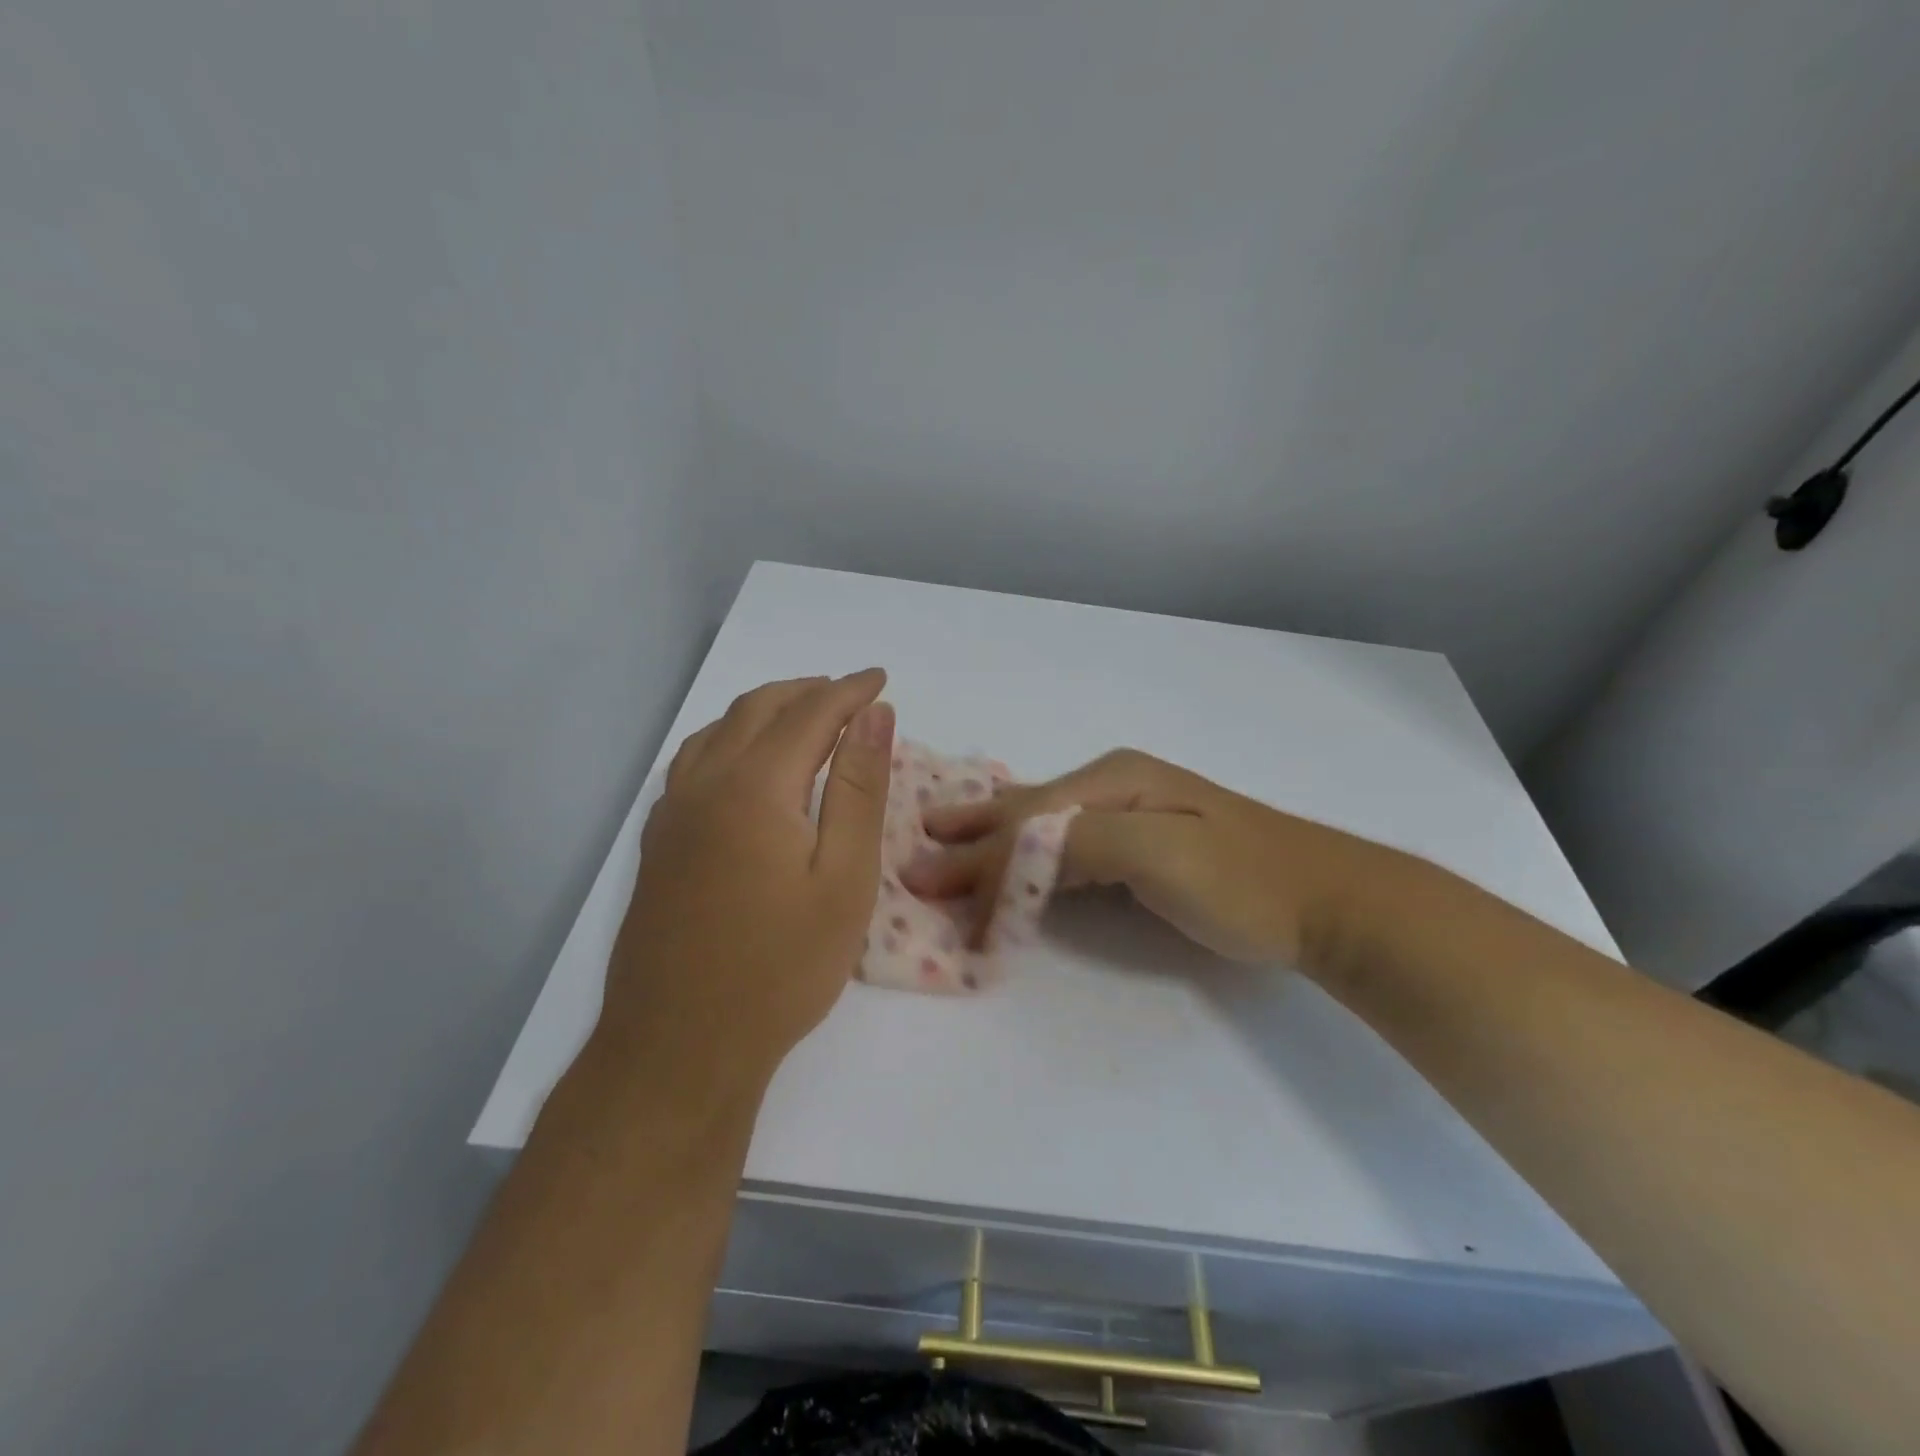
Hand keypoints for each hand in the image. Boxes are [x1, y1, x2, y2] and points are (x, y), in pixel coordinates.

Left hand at [600, 671, 894, 1095]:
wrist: (680, 1047)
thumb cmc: (781, 967)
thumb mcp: (844, 878)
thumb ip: (859, 788)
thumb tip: (874, 715)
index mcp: (755, 786)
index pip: (810, 712)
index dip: (849, 691)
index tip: (881, 679)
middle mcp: (705, 784)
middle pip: (758, 709)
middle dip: (808, 691)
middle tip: (850, 694)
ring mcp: (673, 814)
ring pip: (718, 731)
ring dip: (765, 710)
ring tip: (804, 716)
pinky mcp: (658, 844)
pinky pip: (693, 762)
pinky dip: (728, 739)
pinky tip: (743, 763)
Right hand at [901, 748, 1367, 968]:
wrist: (1328, 902)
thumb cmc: (1242, 878)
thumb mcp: (1158, 852)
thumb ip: (1078, 843)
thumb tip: (1006, 853)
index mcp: (1112, 780)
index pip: (1024, 819)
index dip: (973, 853)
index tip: (923, 884)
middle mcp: (1113, 786)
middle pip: (1025, 813)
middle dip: (970, 833)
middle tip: (915, 847)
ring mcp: (1129, 816)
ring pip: (1042, 830)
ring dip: (992, 846)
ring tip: (946, 849)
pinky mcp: (1141, 848)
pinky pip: (1066, 851)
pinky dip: (1028, 862)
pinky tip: (1011, 860)